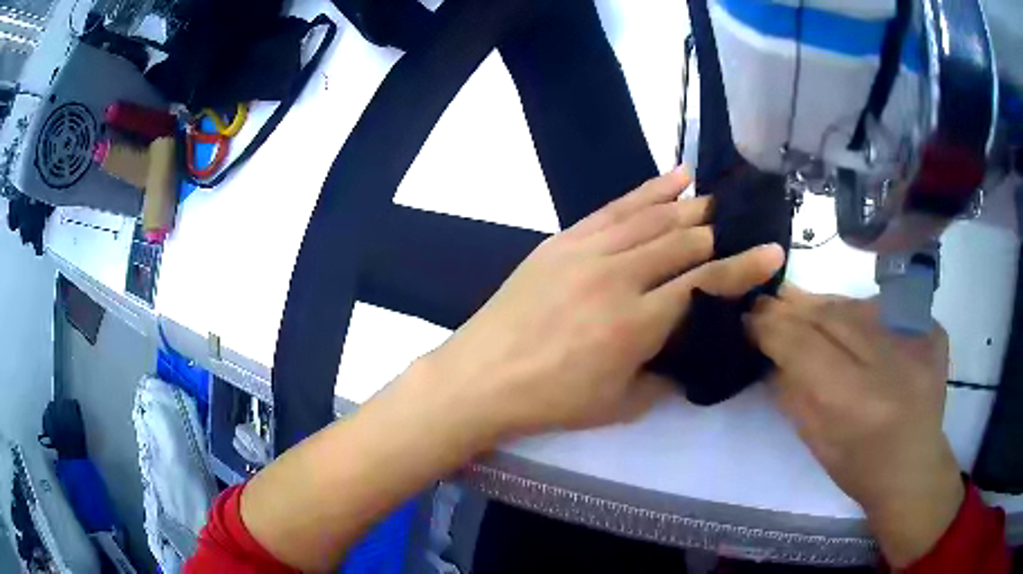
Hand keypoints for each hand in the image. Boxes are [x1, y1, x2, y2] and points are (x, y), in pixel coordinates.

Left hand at [415, 168, 783, 440]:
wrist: (482, 376)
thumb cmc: (551, 400)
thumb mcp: (619, 404)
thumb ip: (661, 377)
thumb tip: (685, 357)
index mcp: (638, 323)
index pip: (706, 284)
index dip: (744, 268)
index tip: (773, 252)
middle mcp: (619, 276)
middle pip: (683, 241)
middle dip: (718, 233)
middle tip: (741, 226)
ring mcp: (588, 251)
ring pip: (653, 217)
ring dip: (689, 207)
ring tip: (715, 198)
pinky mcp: (564, 239)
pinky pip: (615, 208)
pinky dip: (649, 191)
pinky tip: (674, 178)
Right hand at [746, 287, 963, 566]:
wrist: (914, 468)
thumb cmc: (860, 468)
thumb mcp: (816, 442)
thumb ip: (792, 393)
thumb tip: (769, 352)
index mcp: (856, 402)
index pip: (805, 346)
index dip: (773, 328)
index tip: (748, 317)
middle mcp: (889, 362)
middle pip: (832, 317)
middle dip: (793, 307)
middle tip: (766, 300)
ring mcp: (916, 339)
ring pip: (857, 305)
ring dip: (822, 302)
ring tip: (794, 299)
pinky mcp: (931, 328)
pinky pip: (883, 307)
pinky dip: (855, 309)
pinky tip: (839, 314)